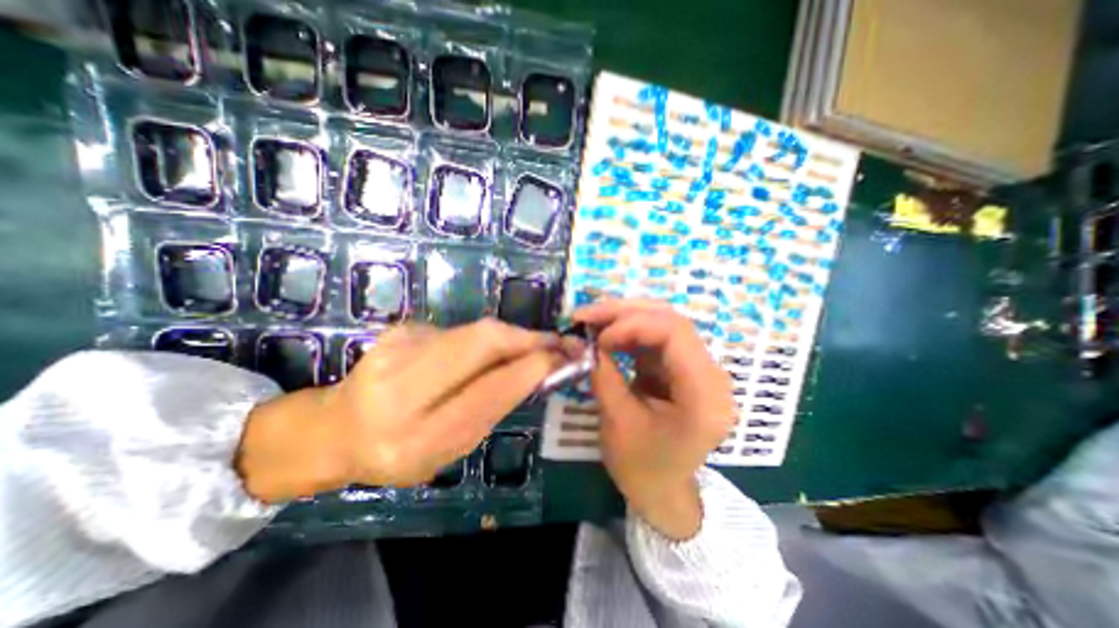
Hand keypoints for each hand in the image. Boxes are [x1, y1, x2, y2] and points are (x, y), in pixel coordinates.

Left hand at [237, 321, 564, 502]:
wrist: (337, 428)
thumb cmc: (399, 452)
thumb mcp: (449, 451)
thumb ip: (492, 409)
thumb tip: (535, 370)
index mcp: (415, 438)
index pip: (488, 392)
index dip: (531, 369)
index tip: (562, 357)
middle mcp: (400, 388)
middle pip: (481, 342)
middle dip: (526, 338)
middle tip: (554, 342)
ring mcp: (396, 349)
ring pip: (475, 331)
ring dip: (510, 337)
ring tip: (528, 347)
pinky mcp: (399, 329)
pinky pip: (460, 331)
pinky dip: (483, 339)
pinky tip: (482, 353)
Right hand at [576, 299, 735, 538]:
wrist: (661, 491)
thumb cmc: (642, 467)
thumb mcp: (617, 422)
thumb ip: (602, 374)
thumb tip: (580, 340)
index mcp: (704, 395)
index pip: (676, 333)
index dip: (634, 324)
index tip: (598, 336)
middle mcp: (710, 374)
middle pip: (670, 321)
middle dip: (624, 313)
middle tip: (586, 314)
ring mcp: (697, 368)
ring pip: (662, 323)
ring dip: (623, 318)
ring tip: (591, 321)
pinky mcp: (681, 368)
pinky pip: (655, 338)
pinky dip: (627, 332)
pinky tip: (605, 335)